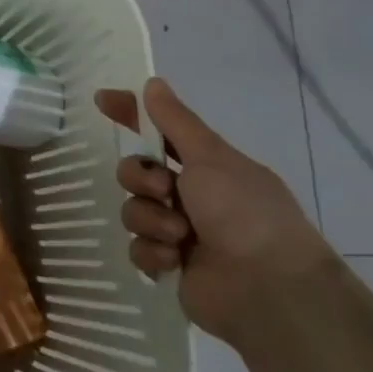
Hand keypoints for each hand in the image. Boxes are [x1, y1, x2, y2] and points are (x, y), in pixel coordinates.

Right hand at [95, 77, 337, 345]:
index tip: (103, 100)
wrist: (268, 289)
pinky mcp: (170, 267)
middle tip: (163, 189)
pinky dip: (153, 252)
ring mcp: (180, 233)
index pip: (160, 132)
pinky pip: (137, 248)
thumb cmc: (245, 213)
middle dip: (140, 178)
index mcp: (208, 168)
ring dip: (151, 219)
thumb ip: (176, 121)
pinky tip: (173, 260)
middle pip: (136, 172)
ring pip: (133, 210)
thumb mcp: (211, 157)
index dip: (132, 115)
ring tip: (179, 236)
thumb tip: (153, 82)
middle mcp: (193, 197)